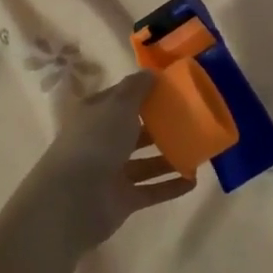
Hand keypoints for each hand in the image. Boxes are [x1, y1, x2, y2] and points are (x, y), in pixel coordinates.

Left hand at [20, 71, 196, 250]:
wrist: (74, 200)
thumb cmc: (95, 142)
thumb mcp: (117, 105)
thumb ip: (136, 88)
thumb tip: (151, 72)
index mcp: (94, 115)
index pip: (119, 99)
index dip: (142, 92)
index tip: (172, 88)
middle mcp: (100, 142)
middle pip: (133, 130)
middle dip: (159, 125)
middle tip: (191, 119)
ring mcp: (111, 173)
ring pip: (144, 162)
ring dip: (168, 156)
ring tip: (198, 149)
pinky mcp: (122, 200)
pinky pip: (151, 190)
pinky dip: (170, 186)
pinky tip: (194, 180)